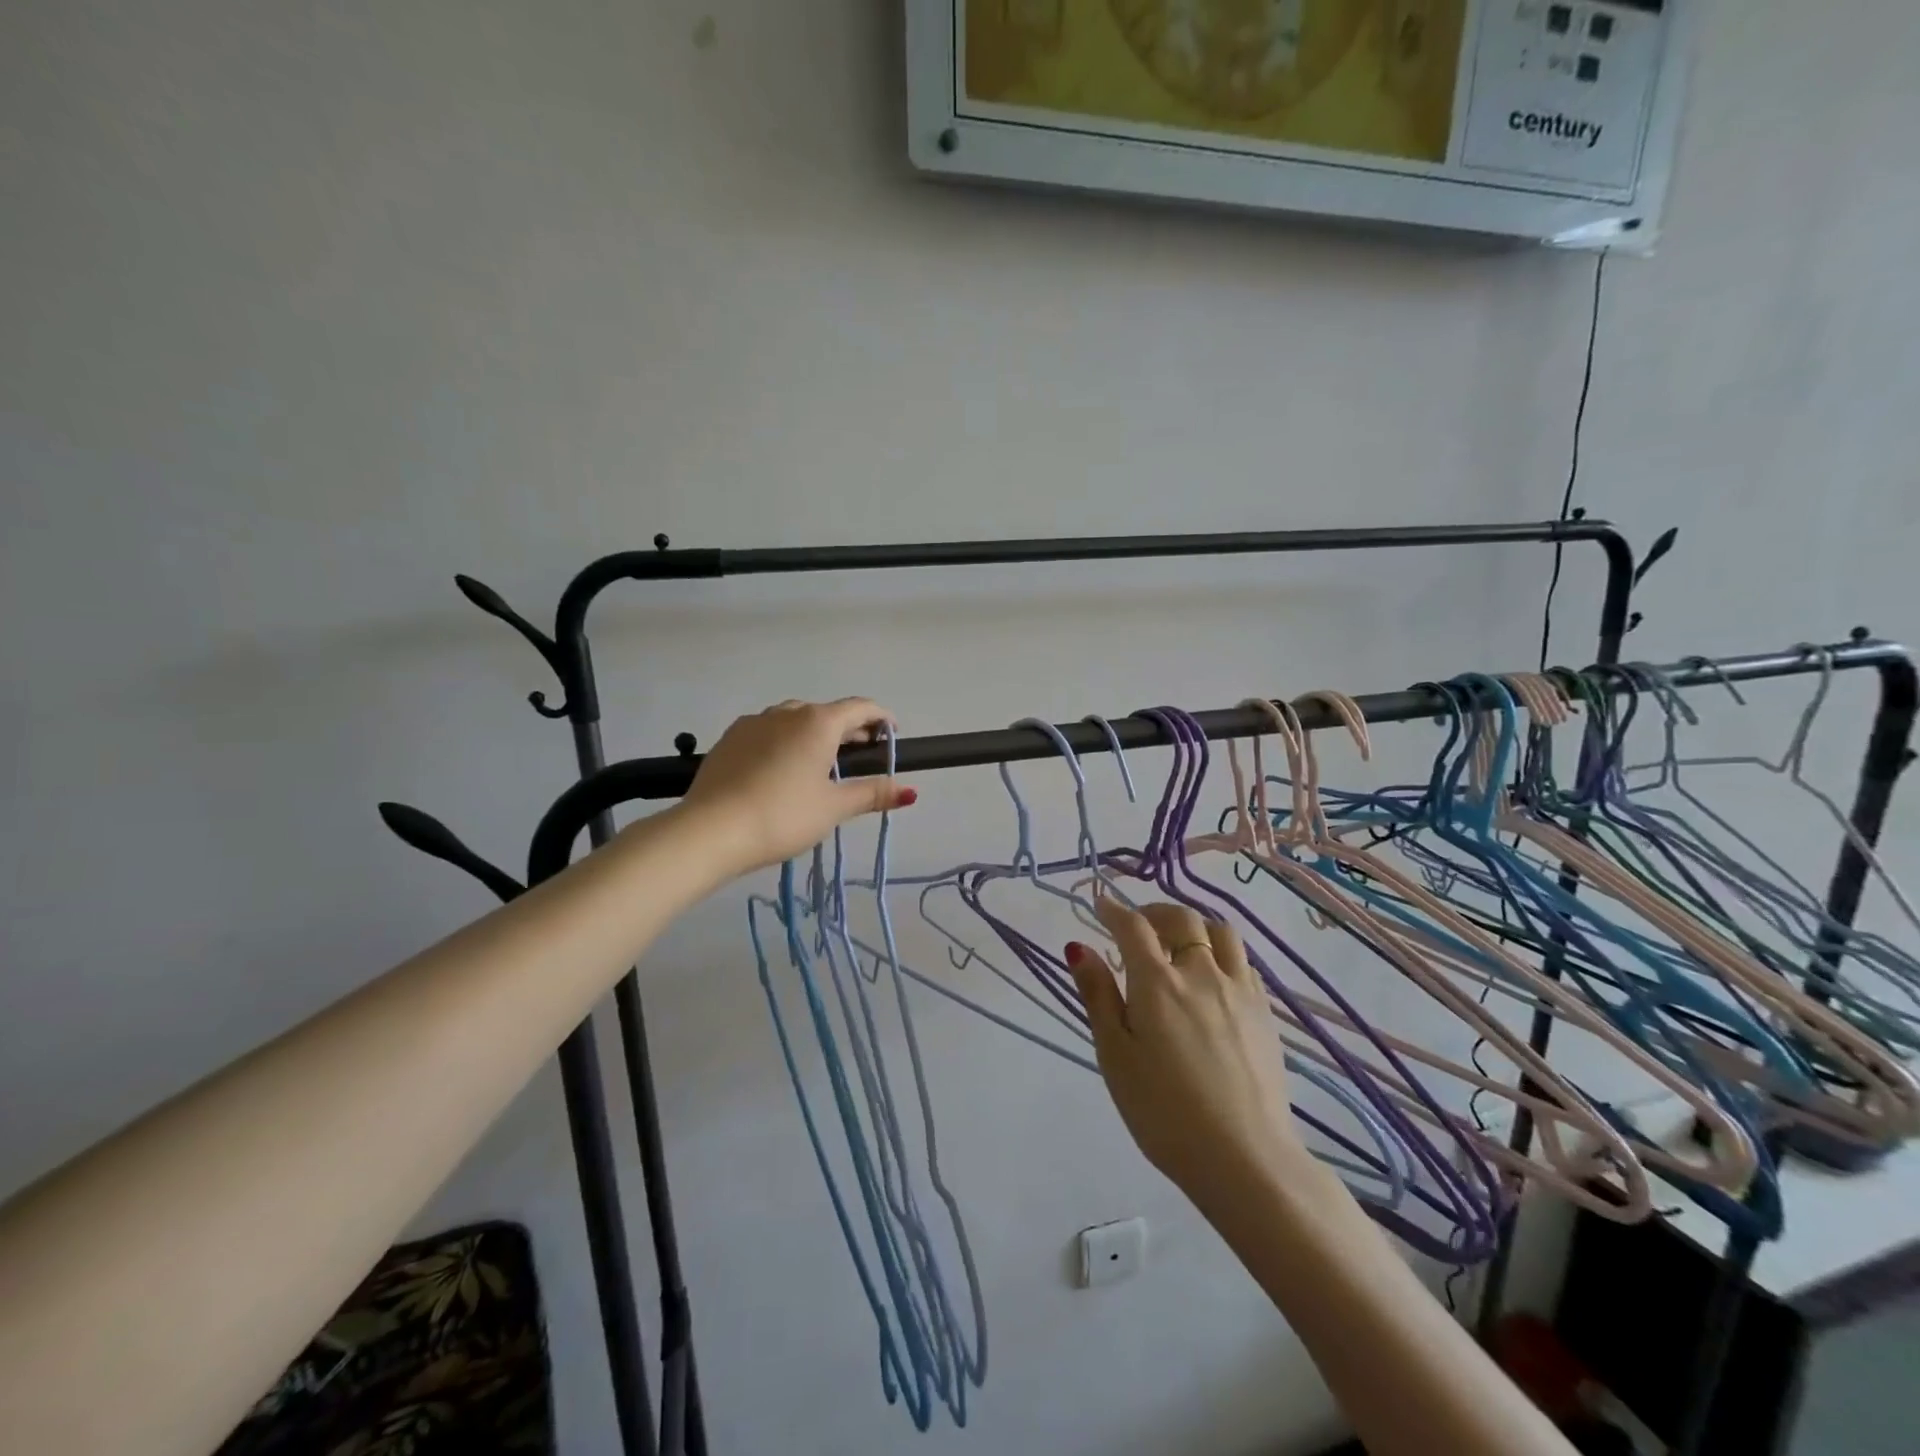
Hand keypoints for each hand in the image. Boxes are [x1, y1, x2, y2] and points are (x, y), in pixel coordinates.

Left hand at [682, 697, 916, 875]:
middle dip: (849, 730)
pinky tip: (782, 770)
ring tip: (821, 764)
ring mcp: (754, 723)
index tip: (892, 736)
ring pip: (795, 719)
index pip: (860, 708)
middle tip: (861, 756)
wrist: (710, 830)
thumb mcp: (833, 808)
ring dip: (815, 734)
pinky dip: (785, 742)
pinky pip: (768, 731)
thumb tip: (910, 791)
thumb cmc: (782, 816)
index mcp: (818, 723)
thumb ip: (872, 794)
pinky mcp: (729, 738)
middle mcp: (787, 712)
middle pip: (828, 713)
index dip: (881, 718)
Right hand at [1068, 901, 1308, 1213]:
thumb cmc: (1163, 1111)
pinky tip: (1213, 974)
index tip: (1101, 903)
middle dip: (1154, 912)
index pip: (1133, 926)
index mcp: (1157, 982)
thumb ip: (1098, 996)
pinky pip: (1244, 961)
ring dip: (1194, 925)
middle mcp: (1201, 972)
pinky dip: (1222, 952)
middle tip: (1138, 924)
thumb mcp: (1115, 1056)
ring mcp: (1239, 990)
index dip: (1114, 910)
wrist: (1245, 1157)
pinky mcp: (1265, 1012)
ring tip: (1180, 941)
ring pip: (1220, 932)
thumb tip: (1078, 947)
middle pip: (1181, 919)